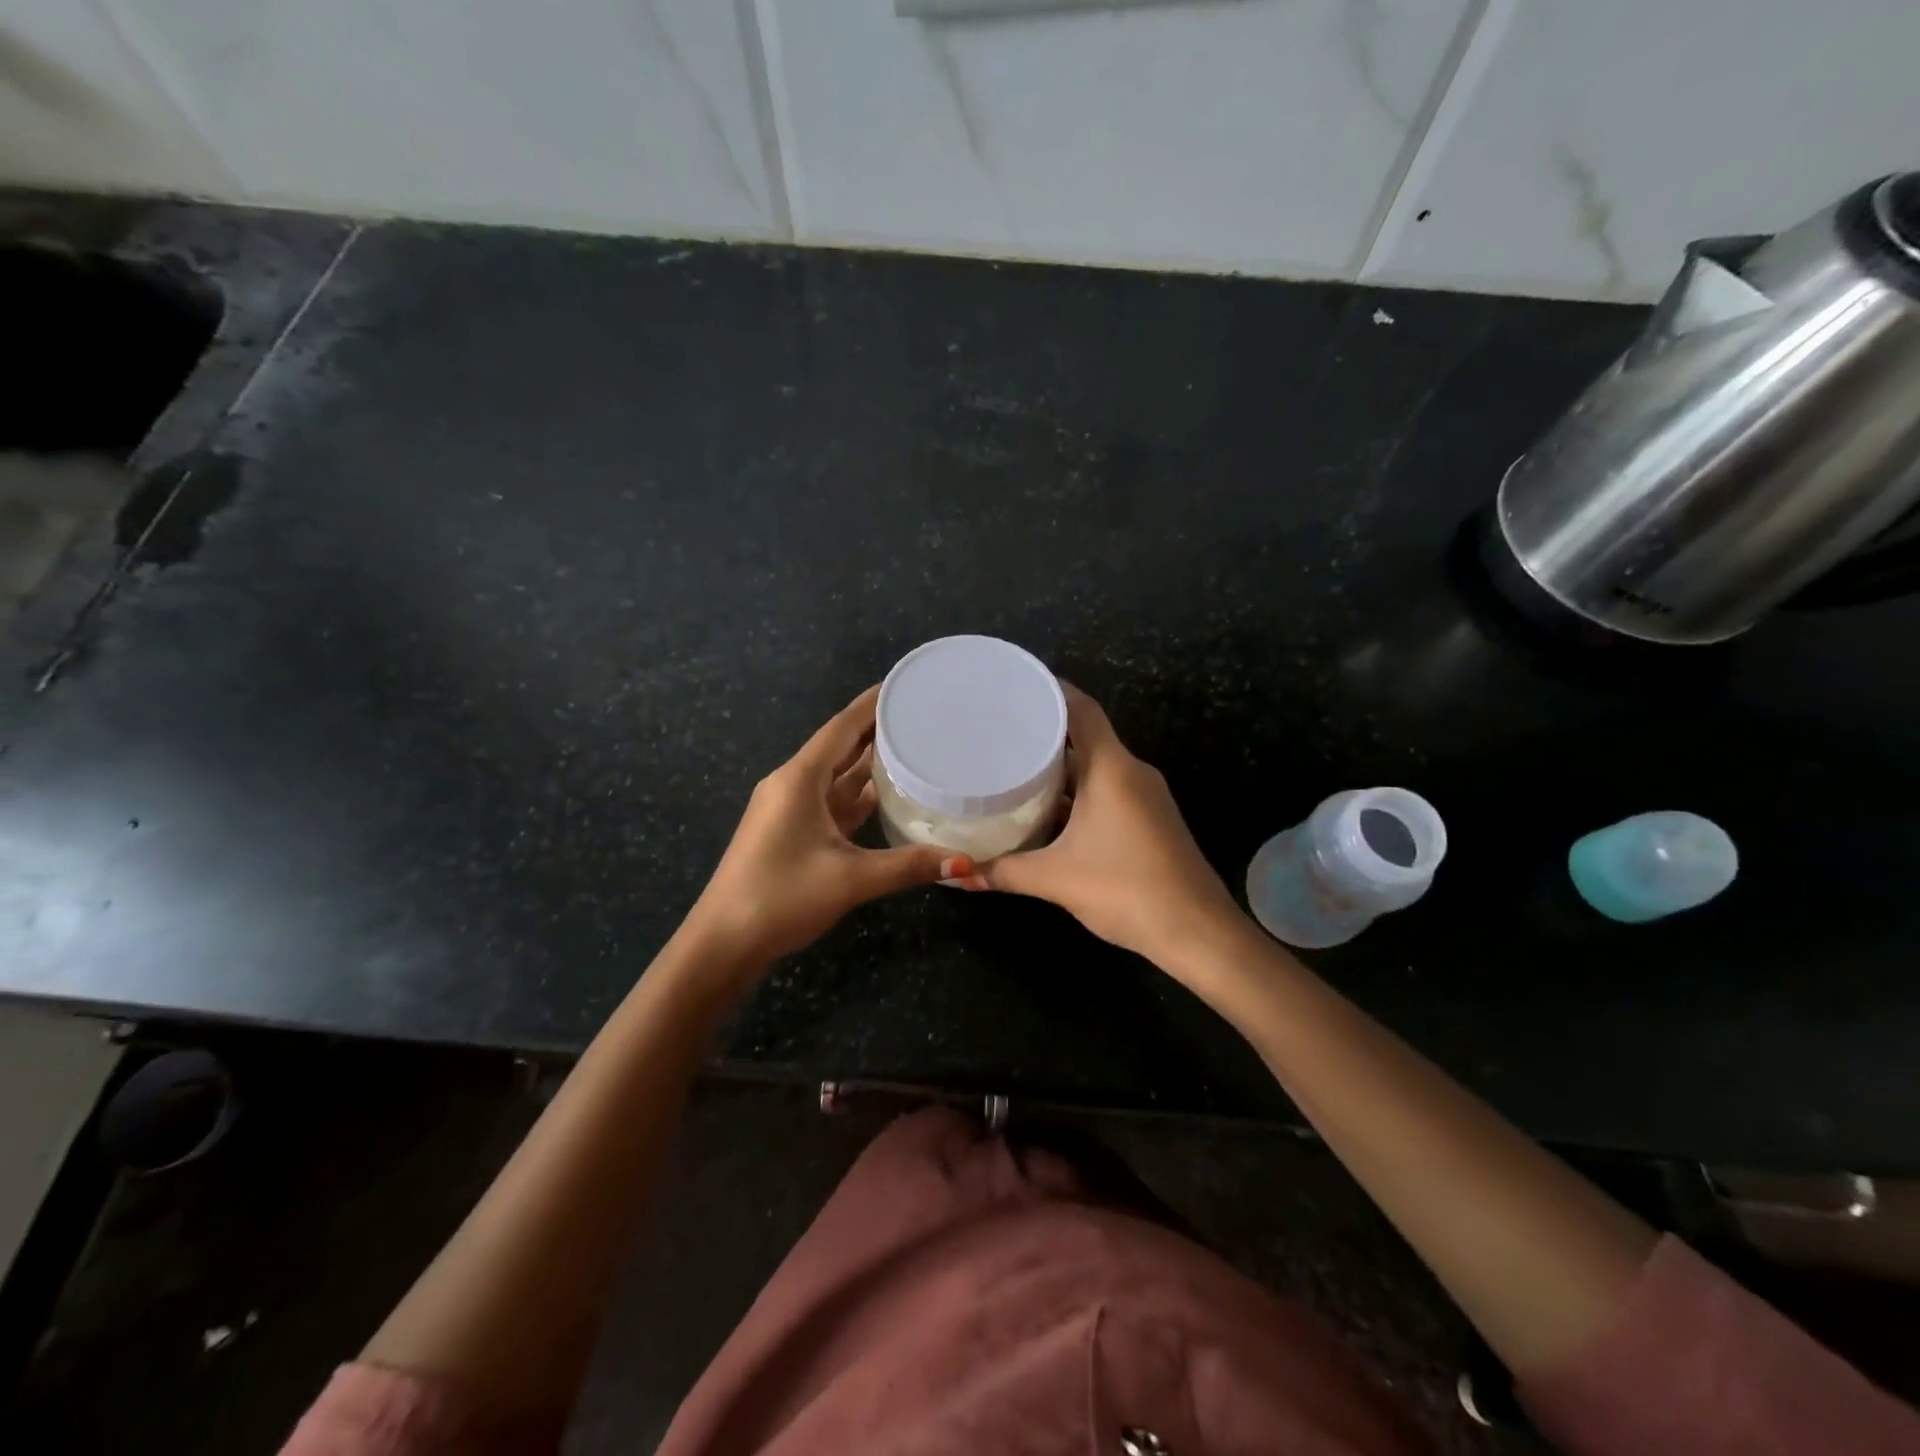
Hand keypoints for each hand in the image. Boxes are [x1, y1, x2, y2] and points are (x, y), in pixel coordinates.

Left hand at [687, 687, 971, 972]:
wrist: (724, 942)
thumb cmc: (781, 897)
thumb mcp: (850, 879)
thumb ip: (908, 866)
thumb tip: (964, 863)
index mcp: (799, 780)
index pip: (842, 728)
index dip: (873, 704)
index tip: (906, 686)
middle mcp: (793, 785)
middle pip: (841, 748)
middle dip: (878, 730)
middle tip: (922, 715)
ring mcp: (791, 810)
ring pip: (837, 777)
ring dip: (870, 763)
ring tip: (914, 747)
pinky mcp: (793, 832)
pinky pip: (833, 802)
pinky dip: (860, 796)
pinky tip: (889, 794)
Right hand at [977, 686, 1241, 966]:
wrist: (1197, 932)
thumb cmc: (1126, 889)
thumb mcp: (1055, 879)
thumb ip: (1003, 872)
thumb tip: (957, 874)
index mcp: (1112, 768)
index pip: (1081, 709)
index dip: (1050, 690)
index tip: (1015, 684)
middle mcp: (1131, 772)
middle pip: (1085, 737)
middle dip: (1044, 734)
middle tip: (998, 731)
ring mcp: (1145, 797)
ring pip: (1096, 768)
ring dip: (1060, 769)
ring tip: (1013, 768)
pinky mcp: (1149, 820)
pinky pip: (1107, 791)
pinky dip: (1077, 793)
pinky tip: (1046, 810)